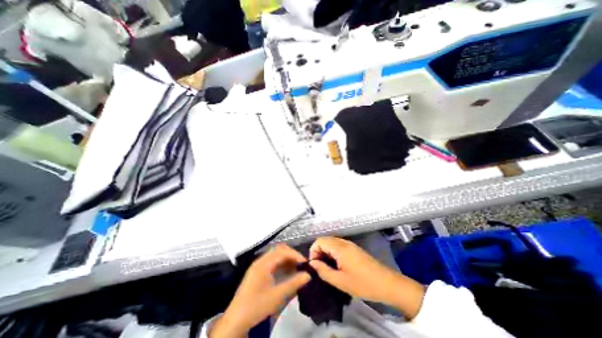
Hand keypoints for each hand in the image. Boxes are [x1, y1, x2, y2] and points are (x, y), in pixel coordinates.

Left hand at [211, 245, 309, 336]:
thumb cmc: (256, 306)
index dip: (295, 255)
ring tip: (296, 269)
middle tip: (301, 265)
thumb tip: (308, 275)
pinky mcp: (257, 272)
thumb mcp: (277, 296)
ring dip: (287, 259)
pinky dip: (281, 264)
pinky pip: (272, 262)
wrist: (235, 321)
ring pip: (276, 256)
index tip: (305, 263)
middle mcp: (260, 261)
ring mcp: (258, 266)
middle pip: (279, 250)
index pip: (283, 251)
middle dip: (291, 255)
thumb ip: (294, 284)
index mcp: (264, 263)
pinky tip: (286, 273)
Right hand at [310, 236, 422, 317]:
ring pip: (331, 242)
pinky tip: (336, 264)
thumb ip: (323, 271)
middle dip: (319, 252)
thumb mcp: (340, 281)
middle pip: (325, 240)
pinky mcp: (354, 248)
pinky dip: (333, 252)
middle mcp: (343, 242)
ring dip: (326, 252)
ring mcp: (350, 244)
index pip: (319, 241)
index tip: (315, 266)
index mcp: (339, 247)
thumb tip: (312, 264)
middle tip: (320, 268)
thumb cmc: (363, 283)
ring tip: (327, 267)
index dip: (313, 251)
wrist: (387, 283)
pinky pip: (338, 245)